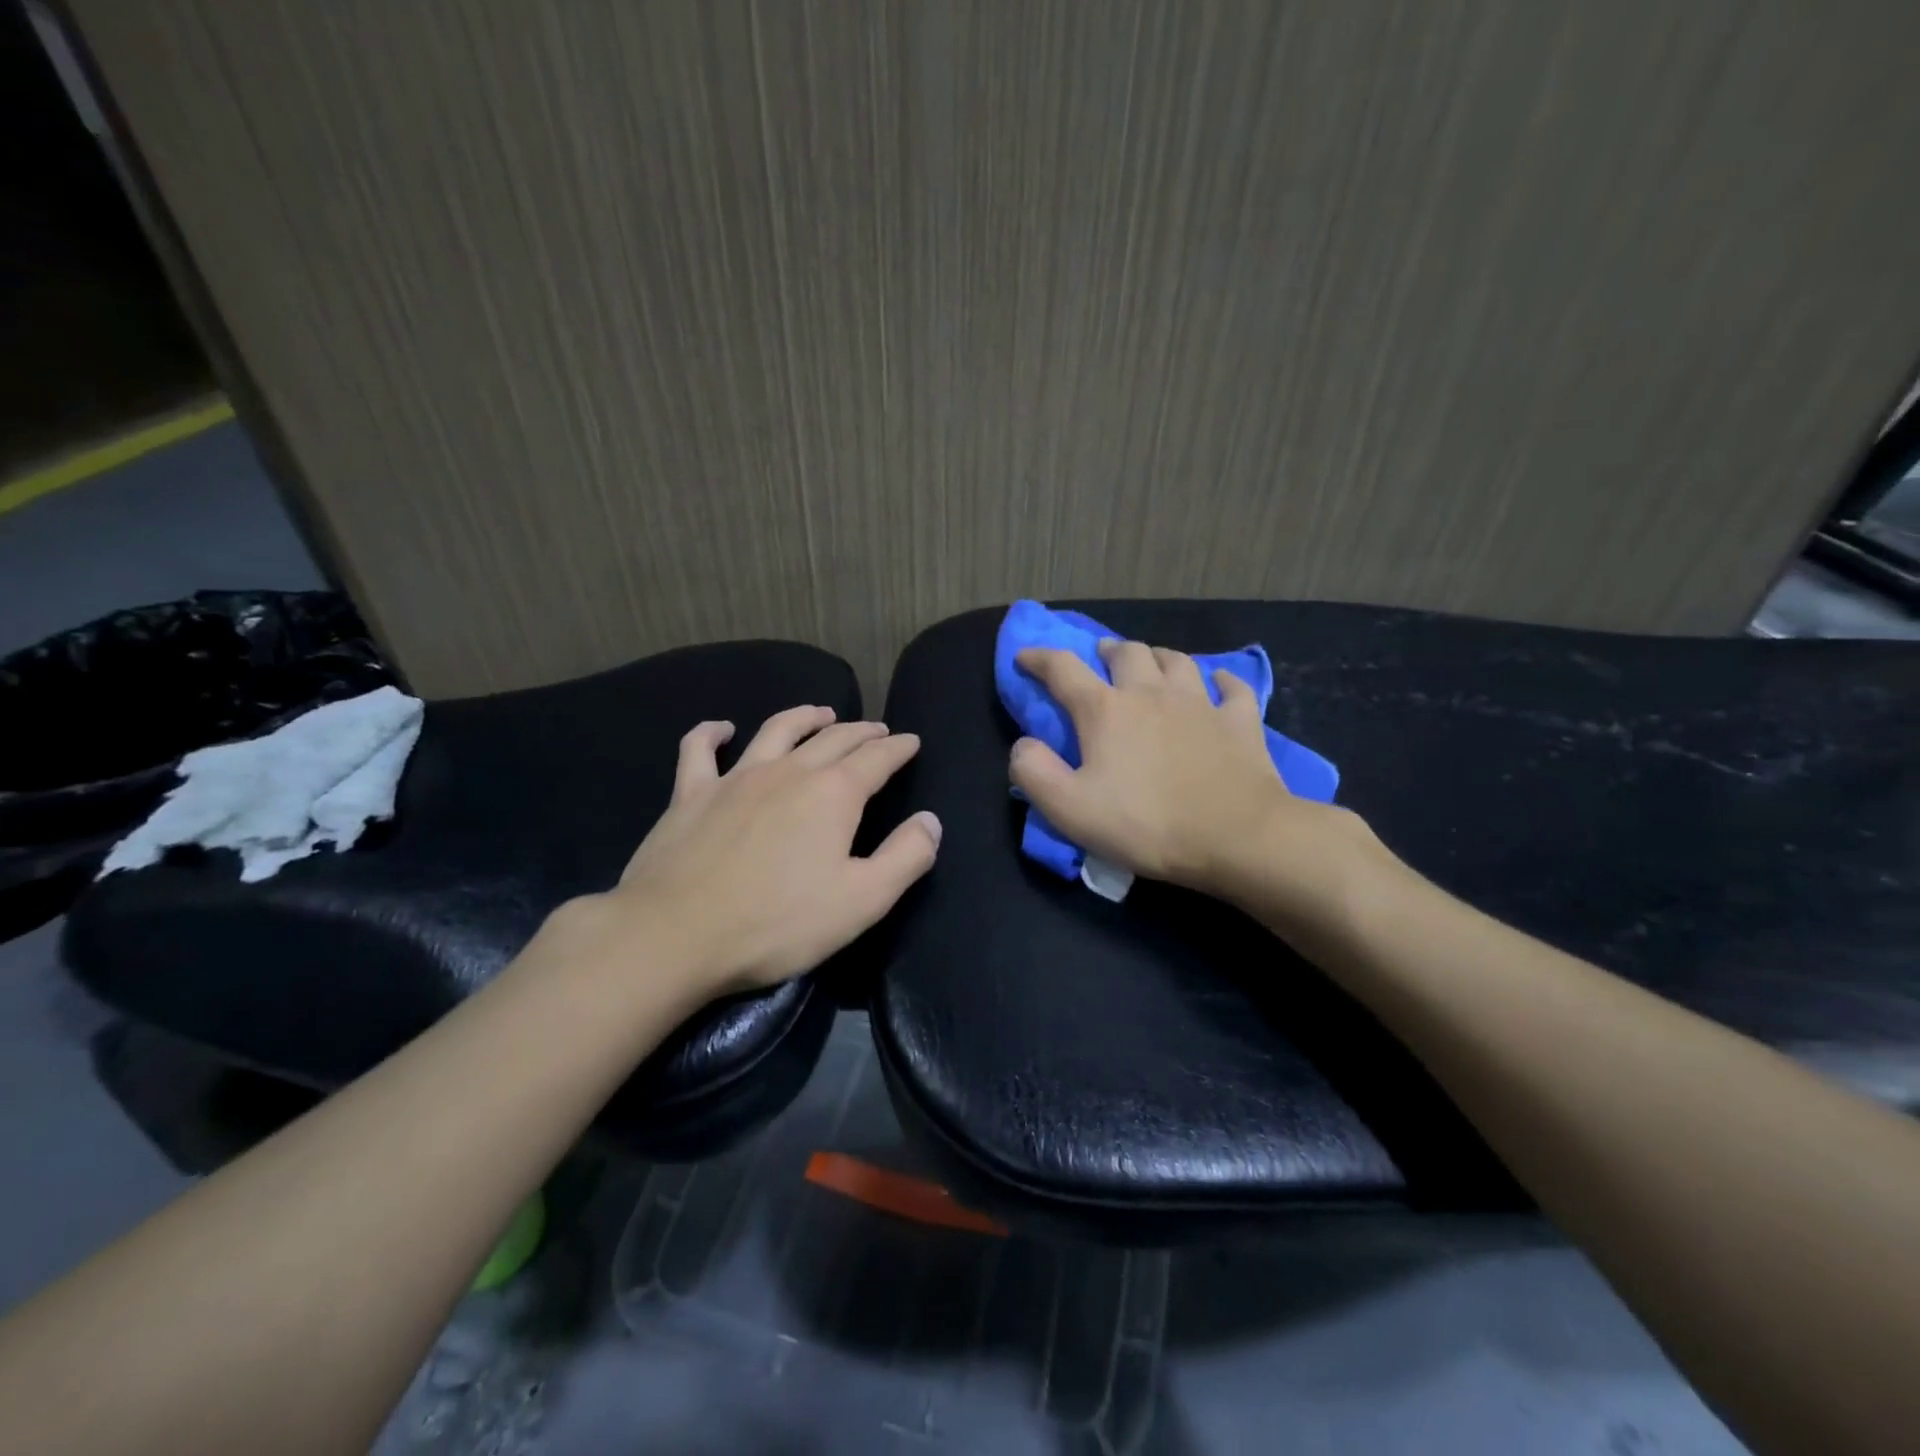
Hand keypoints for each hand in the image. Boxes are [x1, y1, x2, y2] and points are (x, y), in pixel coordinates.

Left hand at [592, 706, 940, 998]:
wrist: (676, 934)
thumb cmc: (778, 923)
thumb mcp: (863, 901)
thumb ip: (906, 857)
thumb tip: (930, 821)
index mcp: (833, 794)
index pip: (877, 758)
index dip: (899, 747)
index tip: (911, 741)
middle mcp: (789, 772)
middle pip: (833, 738)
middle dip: (862, 731)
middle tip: (878, 730)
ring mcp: (736, 777)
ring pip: (777, 730)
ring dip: (805, 716)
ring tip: (822, 712)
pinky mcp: (691, 793)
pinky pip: (701, 749)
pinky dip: (714, 732)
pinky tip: (723, 728)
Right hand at [1009, 639, 1367, 905]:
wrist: (1236, 836)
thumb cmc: (1146, 824)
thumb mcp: (1069, 809)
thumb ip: (1034, 772)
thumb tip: (1024, 744)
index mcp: (1105, 710)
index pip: (1062, 670)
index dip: (1039, 659)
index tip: (1025, 656)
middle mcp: (1150, 693)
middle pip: (1127, 652)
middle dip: (1107, 649)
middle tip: (1100, 657)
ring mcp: (1200, 703)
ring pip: (1176, 661)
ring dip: (1157, 657)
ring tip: (1151, 664)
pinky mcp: (1240, 721)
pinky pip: (1232, 688)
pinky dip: (1221, 682)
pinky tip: (1219, 685)